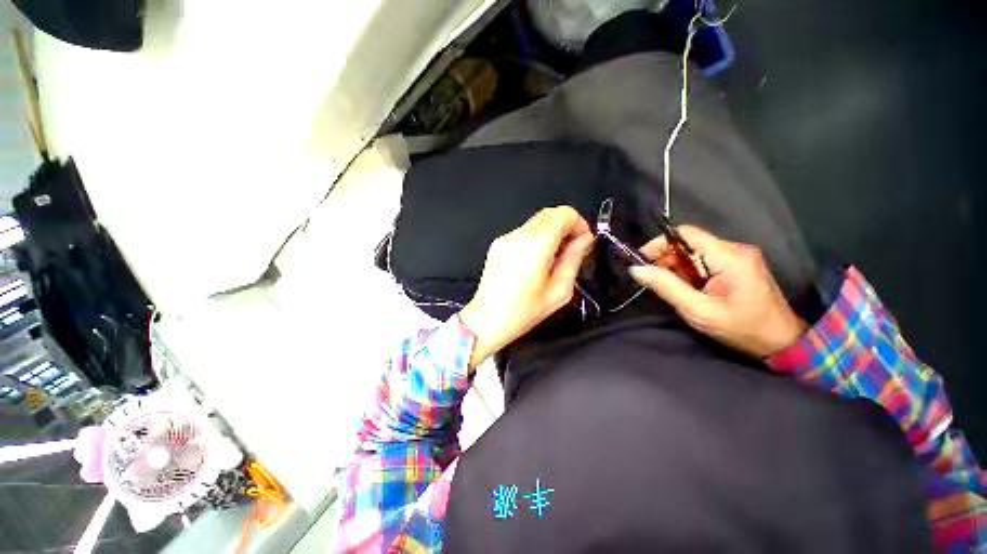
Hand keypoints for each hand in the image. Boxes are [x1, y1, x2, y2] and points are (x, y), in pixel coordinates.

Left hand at [459, 207, 594, 366]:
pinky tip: (535, 261)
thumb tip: (584, 240)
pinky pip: (523, 232)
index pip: (564, 213)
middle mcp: (519, 236)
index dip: (579, 223)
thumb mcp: (559, 290)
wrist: (487, 320)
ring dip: (550, 232)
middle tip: (571, 249)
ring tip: (553, 258)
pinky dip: (535, 239)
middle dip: (566, 226)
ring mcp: (505, 239)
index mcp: (536, 245)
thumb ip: (574, 258)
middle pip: (550, 213)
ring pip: (536, 222)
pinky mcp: (497, 245)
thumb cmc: (522, 311)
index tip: (582, 241)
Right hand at [628, 226, 805, 357]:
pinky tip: (687, 287)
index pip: (686, 234)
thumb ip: (666, 287)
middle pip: (689, 242)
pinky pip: (705, 259)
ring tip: (671, 287)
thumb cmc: (741, 328)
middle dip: (667, 258)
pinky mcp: (739, 264)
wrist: (781, 342)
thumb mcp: (698, 311)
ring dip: (677, 266)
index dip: (660, 243)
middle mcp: (736, 249)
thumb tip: (636, 269)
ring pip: (695, 251)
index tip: (642, 260)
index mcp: (729, 257)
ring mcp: (739, 256)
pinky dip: (690, 271)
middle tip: (653, 279)